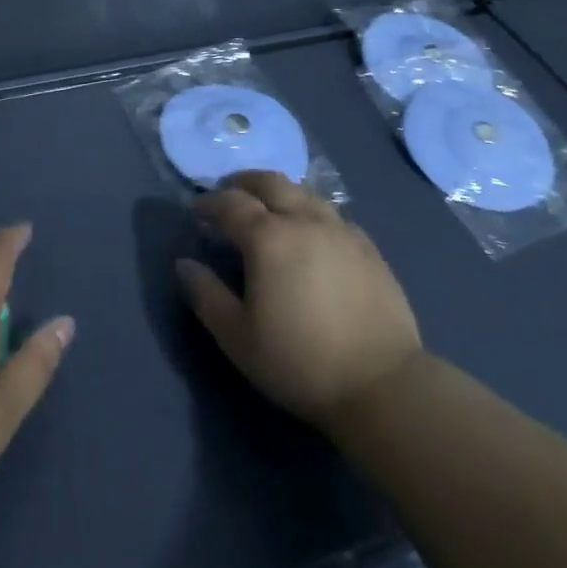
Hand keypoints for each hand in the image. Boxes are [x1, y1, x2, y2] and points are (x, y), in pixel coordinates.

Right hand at [175, 171, 421, 434]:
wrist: (382, 385)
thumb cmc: (300, 362)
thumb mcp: (238, 337)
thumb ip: (206, 295)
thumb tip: (183, 264)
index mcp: (268, 237)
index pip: (231, 203)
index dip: (209, 203)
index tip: (196, 210)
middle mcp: (304, 220)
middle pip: (270, 182)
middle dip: (244, 182)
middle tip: (229, 194)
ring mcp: (341, 230)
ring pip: (304, 192)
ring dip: (279, 192)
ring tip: (269, 208)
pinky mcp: (368, 247)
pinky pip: (332, 215)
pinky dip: (311, 212)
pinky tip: (311, 233)